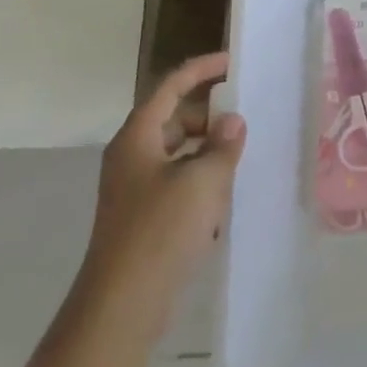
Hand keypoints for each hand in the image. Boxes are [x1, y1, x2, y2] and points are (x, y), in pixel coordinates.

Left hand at [75, 52, 245, 342]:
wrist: (123, 303)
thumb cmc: (161, 230)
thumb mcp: (203, 180)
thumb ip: (222, 145)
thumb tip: (232, 121)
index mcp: (137, 138)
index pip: (169, 88)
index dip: (200, 70)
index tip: (231, 63)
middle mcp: (131, 157)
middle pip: (172, 119)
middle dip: (207, 116)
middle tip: (242, 118)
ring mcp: (134, 189)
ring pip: (176, 153)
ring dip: (206, 150)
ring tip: (239, 158)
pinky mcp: (142, 217)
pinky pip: (176, 182)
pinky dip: (200, 179)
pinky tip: (223, 199)